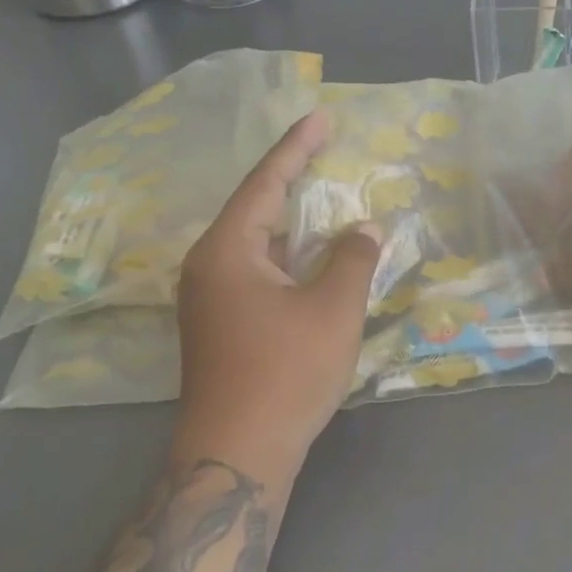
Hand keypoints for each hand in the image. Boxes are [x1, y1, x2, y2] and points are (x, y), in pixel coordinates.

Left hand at [177, 111, 381, 473]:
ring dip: (293, 221)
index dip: (297, 147)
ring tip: (326, 196)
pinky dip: (289, 255)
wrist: (237, 454)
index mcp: (227, 251)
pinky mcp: (220, 324)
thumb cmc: (286, 373)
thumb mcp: (332, 310)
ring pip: (257, 243)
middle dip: (294, 179)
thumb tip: (363, 229)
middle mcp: (209, 266)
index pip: (266, 182)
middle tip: (327, 149)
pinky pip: (257, 270)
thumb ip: (352, 259)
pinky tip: (314, 255)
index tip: (322, 117)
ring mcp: (210, 298)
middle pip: (256, 208)